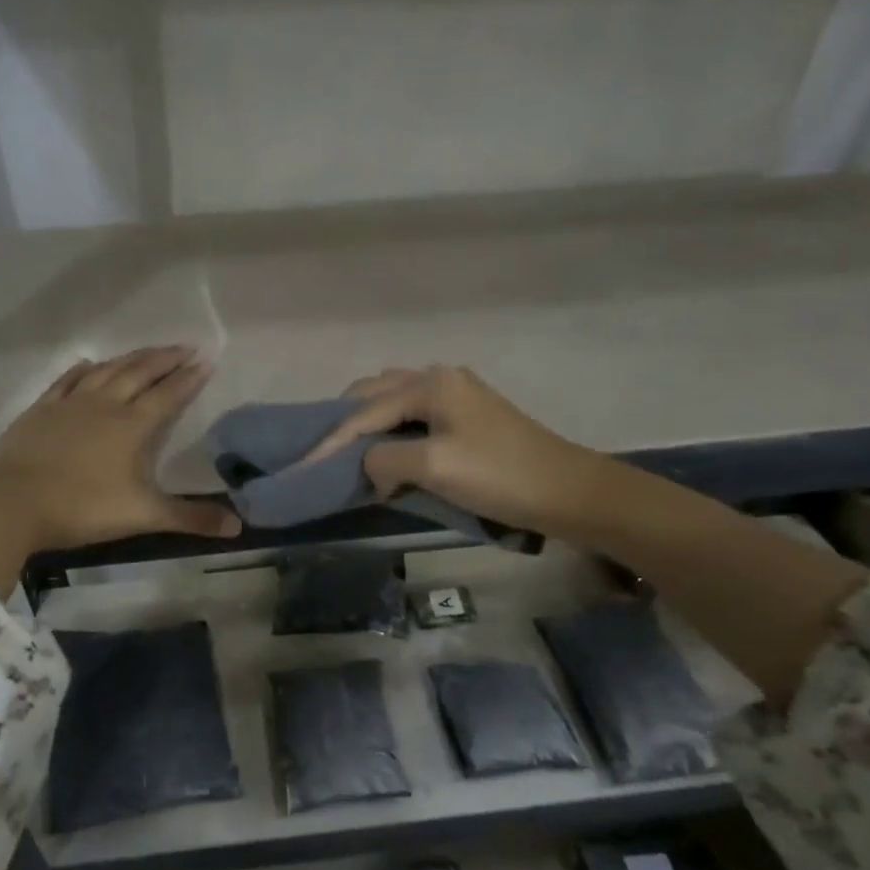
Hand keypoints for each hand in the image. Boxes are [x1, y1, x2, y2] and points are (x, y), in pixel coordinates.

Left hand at [0, 346, 238, 588]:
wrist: (10, 503)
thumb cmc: (82, 508)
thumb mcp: (143, 516)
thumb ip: (190, 518)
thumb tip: (238, 528)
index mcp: (132, 426)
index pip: (168, 394)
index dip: (189, 377)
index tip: (206, 360)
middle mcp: (105, 405)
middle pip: (140, 372)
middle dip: (165, 358)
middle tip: (185, 346)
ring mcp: (70, 404)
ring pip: (107, 371)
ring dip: (130, 358)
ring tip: (147, 352)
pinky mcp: (41, 410)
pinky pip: (67, 381)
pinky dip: (83, 370)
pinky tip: (89, 364)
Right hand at [303, 365, 606, 535]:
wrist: (567, 491)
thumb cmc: (498, 476)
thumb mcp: (433, 468)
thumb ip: (385, 459)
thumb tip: (370, 465)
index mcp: (430, 384)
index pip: (363, 412)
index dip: (330, 442)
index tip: (301, 467)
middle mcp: (439, 378)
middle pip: (373, 393)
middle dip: (344, 422)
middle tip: (323, 454)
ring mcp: (456, 395)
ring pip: (393, 401)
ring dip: (367, 424)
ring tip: (350, 454)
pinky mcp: (468, 416)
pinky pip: (413, 416)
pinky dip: (391, 431)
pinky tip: (386, 453)